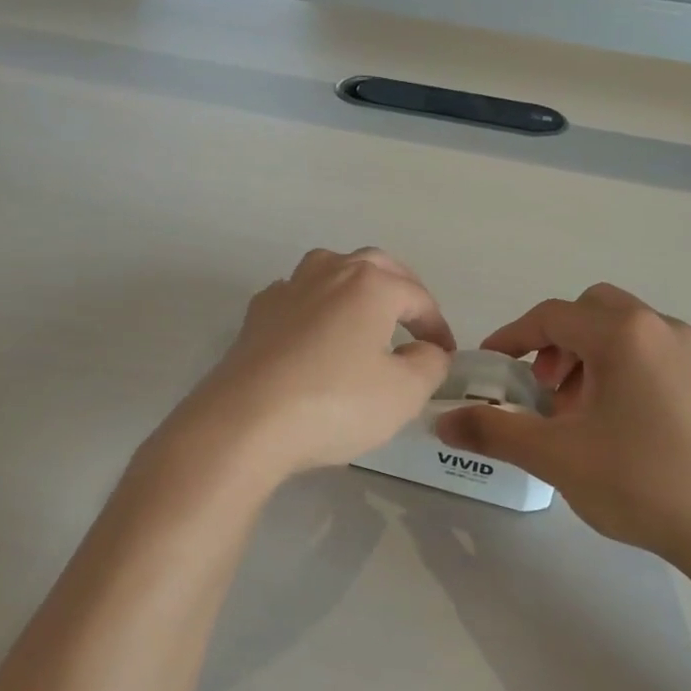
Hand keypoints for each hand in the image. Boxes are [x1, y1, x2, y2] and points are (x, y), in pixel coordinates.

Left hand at [163, 249, 453, 486]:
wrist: (245, 423)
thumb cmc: (335, 404)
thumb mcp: (404, 393)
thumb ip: (429, 365)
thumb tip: (427, 351)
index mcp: (370, 285)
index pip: (417, 297)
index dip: (437, 326)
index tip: (446, 355)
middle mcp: (328, 273)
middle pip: (374, 266)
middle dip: (400, 289)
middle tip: (413, 321)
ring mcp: (286, 290)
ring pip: (330, 270)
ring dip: (354, 287)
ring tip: (364, 317)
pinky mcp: (256, 316)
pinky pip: (297, 298)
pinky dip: (315, 307)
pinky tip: (314, 335)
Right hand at [435, 284, 690, 581]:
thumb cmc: (641, 482)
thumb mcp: (556, 456)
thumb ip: (494, 431)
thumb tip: (442, 421)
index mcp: (623, 334)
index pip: (551, 315)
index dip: (511, 337)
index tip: (489, 367)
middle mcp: (661, 328)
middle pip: (591, 311)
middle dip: (555, 342)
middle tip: (543, 390)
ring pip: (623, 332)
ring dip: (587, 358)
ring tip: (576, 415)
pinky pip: (650, 354)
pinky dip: (619, 370)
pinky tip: (617, 426)